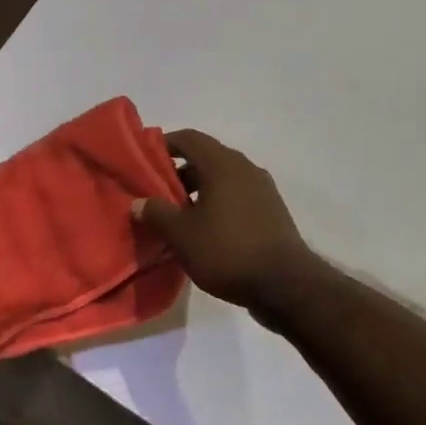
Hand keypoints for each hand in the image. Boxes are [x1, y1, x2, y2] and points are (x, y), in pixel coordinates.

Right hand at [133, 129, 318, 315]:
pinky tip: (205, 229)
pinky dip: (217, 202)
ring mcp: (262, 189)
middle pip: (206, 157)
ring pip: (222, 178)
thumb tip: (139, 202)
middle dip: (178, 171)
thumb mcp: (182, 235)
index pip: (189, 138)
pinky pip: (236, 195)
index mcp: (222, 164)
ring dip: (198, 189)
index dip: (164, 144)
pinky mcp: (272, 210)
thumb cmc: (227, 252)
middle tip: (156, 192)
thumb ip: (156, 213)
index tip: (144, 159)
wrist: (286, 286)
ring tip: (177, 214)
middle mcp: (245, 168)